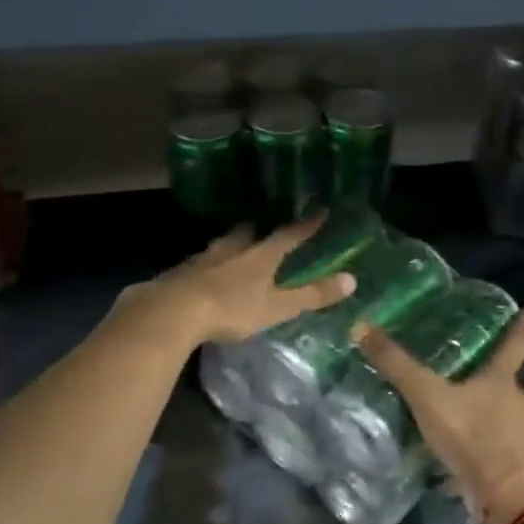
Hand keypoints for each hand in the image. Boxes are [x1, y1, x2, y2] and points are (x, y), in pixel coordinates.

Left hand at [136, 217, 355, 346]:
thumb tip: (352, 280)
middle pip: (248, 233)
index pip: (288, 235)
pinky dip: (207, 265)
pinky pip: (199, 263)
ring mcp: (202, 259)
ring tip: (234, 247)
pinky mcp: (180, 273)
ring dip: (230, 245)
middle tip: (264, 227)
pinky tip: (204, 274)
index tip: (320, 211)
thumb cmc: (230, 309)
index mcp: (259, 256)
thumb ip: (311, 296)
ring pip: (221, 246)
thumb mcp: (276, 307)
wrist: (172, 312)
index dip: (305, 226)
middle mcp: (231, 250)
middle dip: (258, 230)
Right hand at [354, 299, 523, 523]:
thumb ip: (396, 365)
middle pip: (505, 379)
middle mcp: (517, 401)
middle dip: (490, 373)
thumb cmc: (469, 434)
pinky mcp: (513, 460)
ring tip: (456, 407)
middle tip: (468, 366)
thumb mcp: (427, 396)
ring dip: (483, 408)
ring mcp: (519, 432)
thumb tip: (361, 327)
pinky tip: (458, 443)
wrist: (499, 494)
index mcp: (502, 379)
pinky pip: (493, 440)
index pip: (516, 341)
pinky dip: (479, 438)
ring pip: (500, 412)